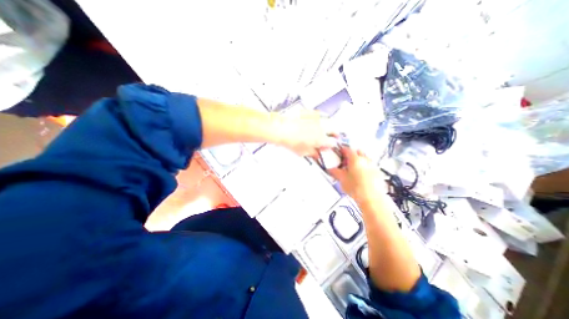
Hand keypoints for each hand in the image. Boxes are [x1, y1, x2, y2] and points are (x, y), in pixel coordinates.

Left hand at [278, 111, 336, 156]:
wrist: (281, 129)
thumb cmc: (290, 140)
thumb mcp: (303, 152)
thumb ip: (313, 153)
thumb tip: (316, 154)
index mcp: (321, 139)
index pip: (332, 143)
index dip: (329, 146)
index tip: (325, 147)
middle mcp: (322, 128)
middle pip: (334, 130)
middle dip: (334, 134)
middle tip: (329, 137)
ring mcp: (317, 118)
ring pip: (328, 122)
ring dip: (327, 126)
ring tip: (321, 129)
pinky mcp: (310, 112)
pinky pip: (319, 115)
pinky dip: (319, 119)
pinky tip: (312, 122)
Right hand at [327, 147, 389, 202]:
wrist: (372, 198)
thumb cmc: (355, 187)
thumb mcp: (342, 179)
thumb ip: (335, 172)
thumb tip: (330, 169)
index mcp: (355, 159)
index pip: (347, 150)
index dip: (342, 150)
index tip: (339, 153)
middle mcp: (365, 159)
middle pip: (358, 152)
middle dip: (352, 154)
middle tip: (346, 161)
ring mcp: (373, 165)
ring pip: (365, 158)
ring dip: (359, 160)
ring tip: (354, 168)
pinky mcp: (378, 172)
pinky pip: (370, 165)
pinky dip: (365, 166)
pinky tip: (362, 175)